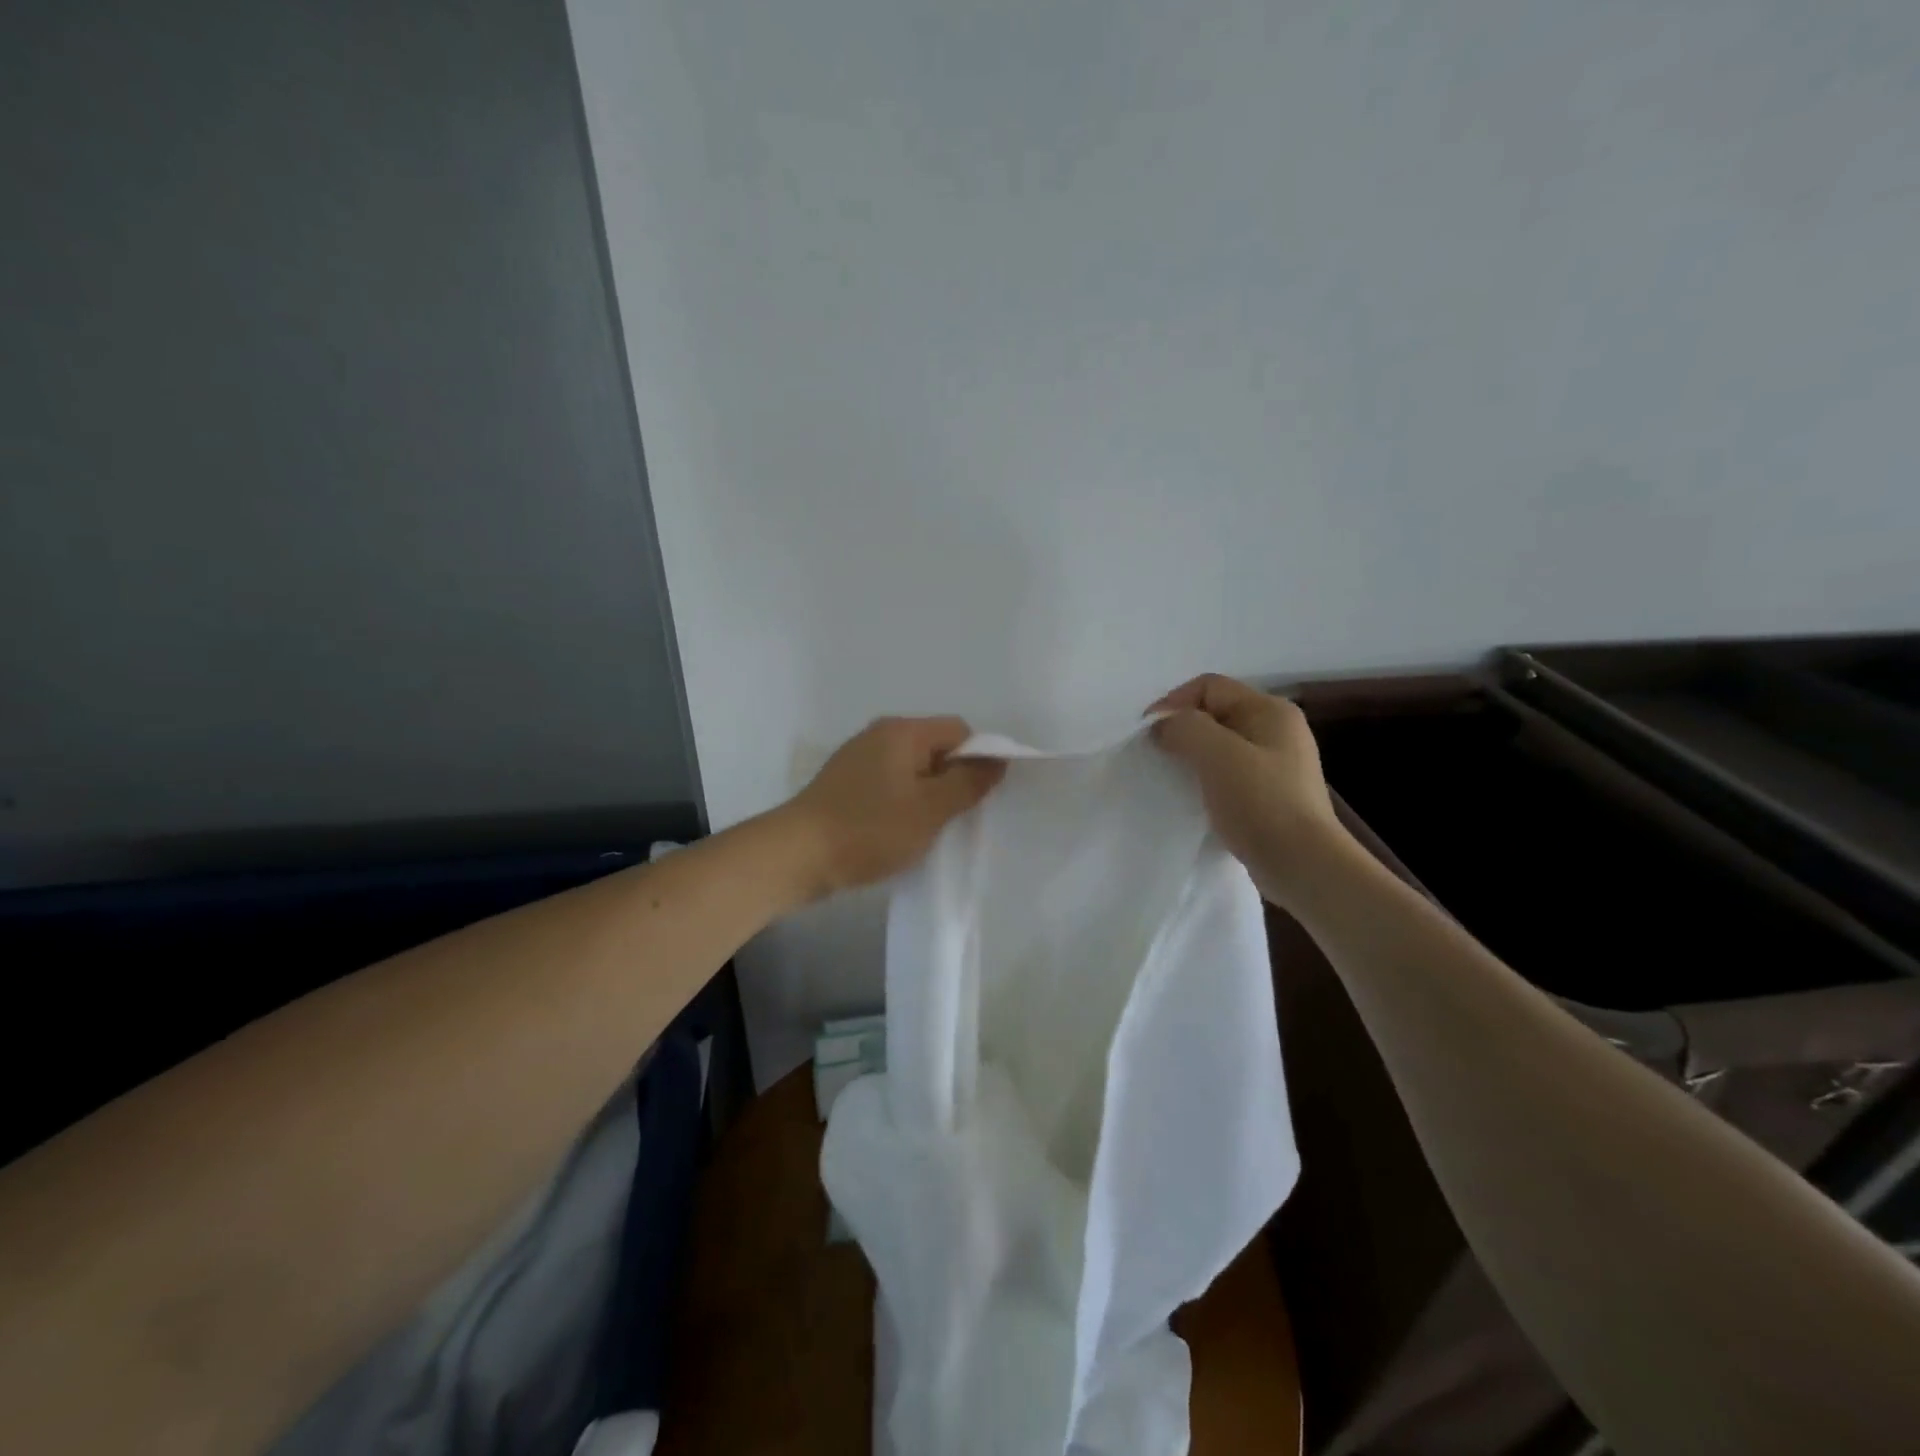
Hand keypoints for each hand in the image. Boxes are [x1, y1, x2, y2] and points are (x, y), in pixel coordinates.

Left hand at [783, 717, 1005, 897]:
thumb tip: (998, 759)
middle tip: (954, 818)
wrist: (796, 856)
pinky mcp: (845, 783)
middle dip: (952, 779)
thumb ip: (968, 782)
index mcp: (902, 731)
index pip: (959, 730)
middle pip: (935, 747)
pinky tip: (897, 831)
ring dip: (927, 795)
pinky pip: (889, 783)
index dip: (978, 759)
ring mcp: (858, 758)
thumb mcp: (930, 809)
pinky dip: (902, 802)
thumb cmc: (869, 829)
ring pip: (912, 769)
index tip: (978, 798)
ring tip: (926, 829)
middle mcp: (879, 734)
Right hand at [1148, 674, 1343, 907]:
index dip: (1173, 703)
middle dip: (1182, 730)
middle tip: (1157, 757)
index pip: (1209, 687)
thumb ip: (1185, 728)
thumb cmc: (1260, 802)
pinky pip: (1230, 772)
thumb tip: (1163, 726)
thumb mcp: (1217, 754)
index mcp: (1270, 710)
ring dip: (1193, 757)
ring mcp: (1278, 763)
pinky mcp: (1272, 793)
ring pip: (1221, 745)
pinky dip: (1207, 779)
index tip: (1148, 735)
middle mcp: (1277, 729)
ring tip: (1173, 779)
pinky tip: (1196, 799)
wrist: (1302, 864)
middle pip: (1215, 713)